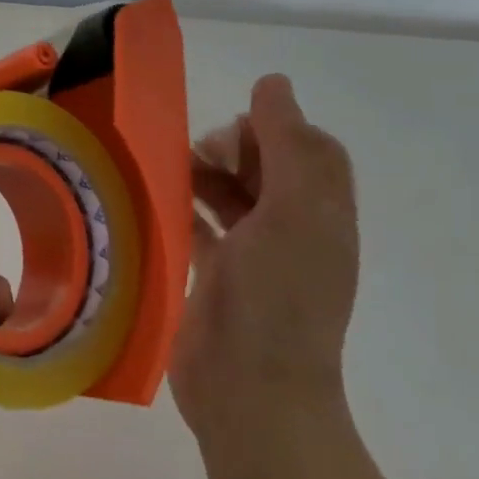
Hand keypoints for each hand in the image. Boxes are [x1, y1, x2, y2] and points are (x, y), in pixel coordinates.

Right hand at [171, 73, 359, 452]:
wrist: (250, 394)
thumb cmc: (276, 299)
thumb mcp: (292, 213)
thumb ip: (287, 145)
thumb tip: (274, 84)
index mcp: (321, 213)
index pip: (310, 149)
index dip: (277, 127)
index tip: (235, 127)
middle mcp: (293, 231)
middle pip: (269, 169)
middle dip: (236, 148)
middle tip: (199, 151)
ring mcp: (255, 257)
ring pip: (233, 197)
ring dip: (206, 175)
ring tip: (172, 171)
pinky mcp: (218, 278)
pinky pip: (201, 228)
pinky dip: (184, 209)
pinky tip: (157, 202)